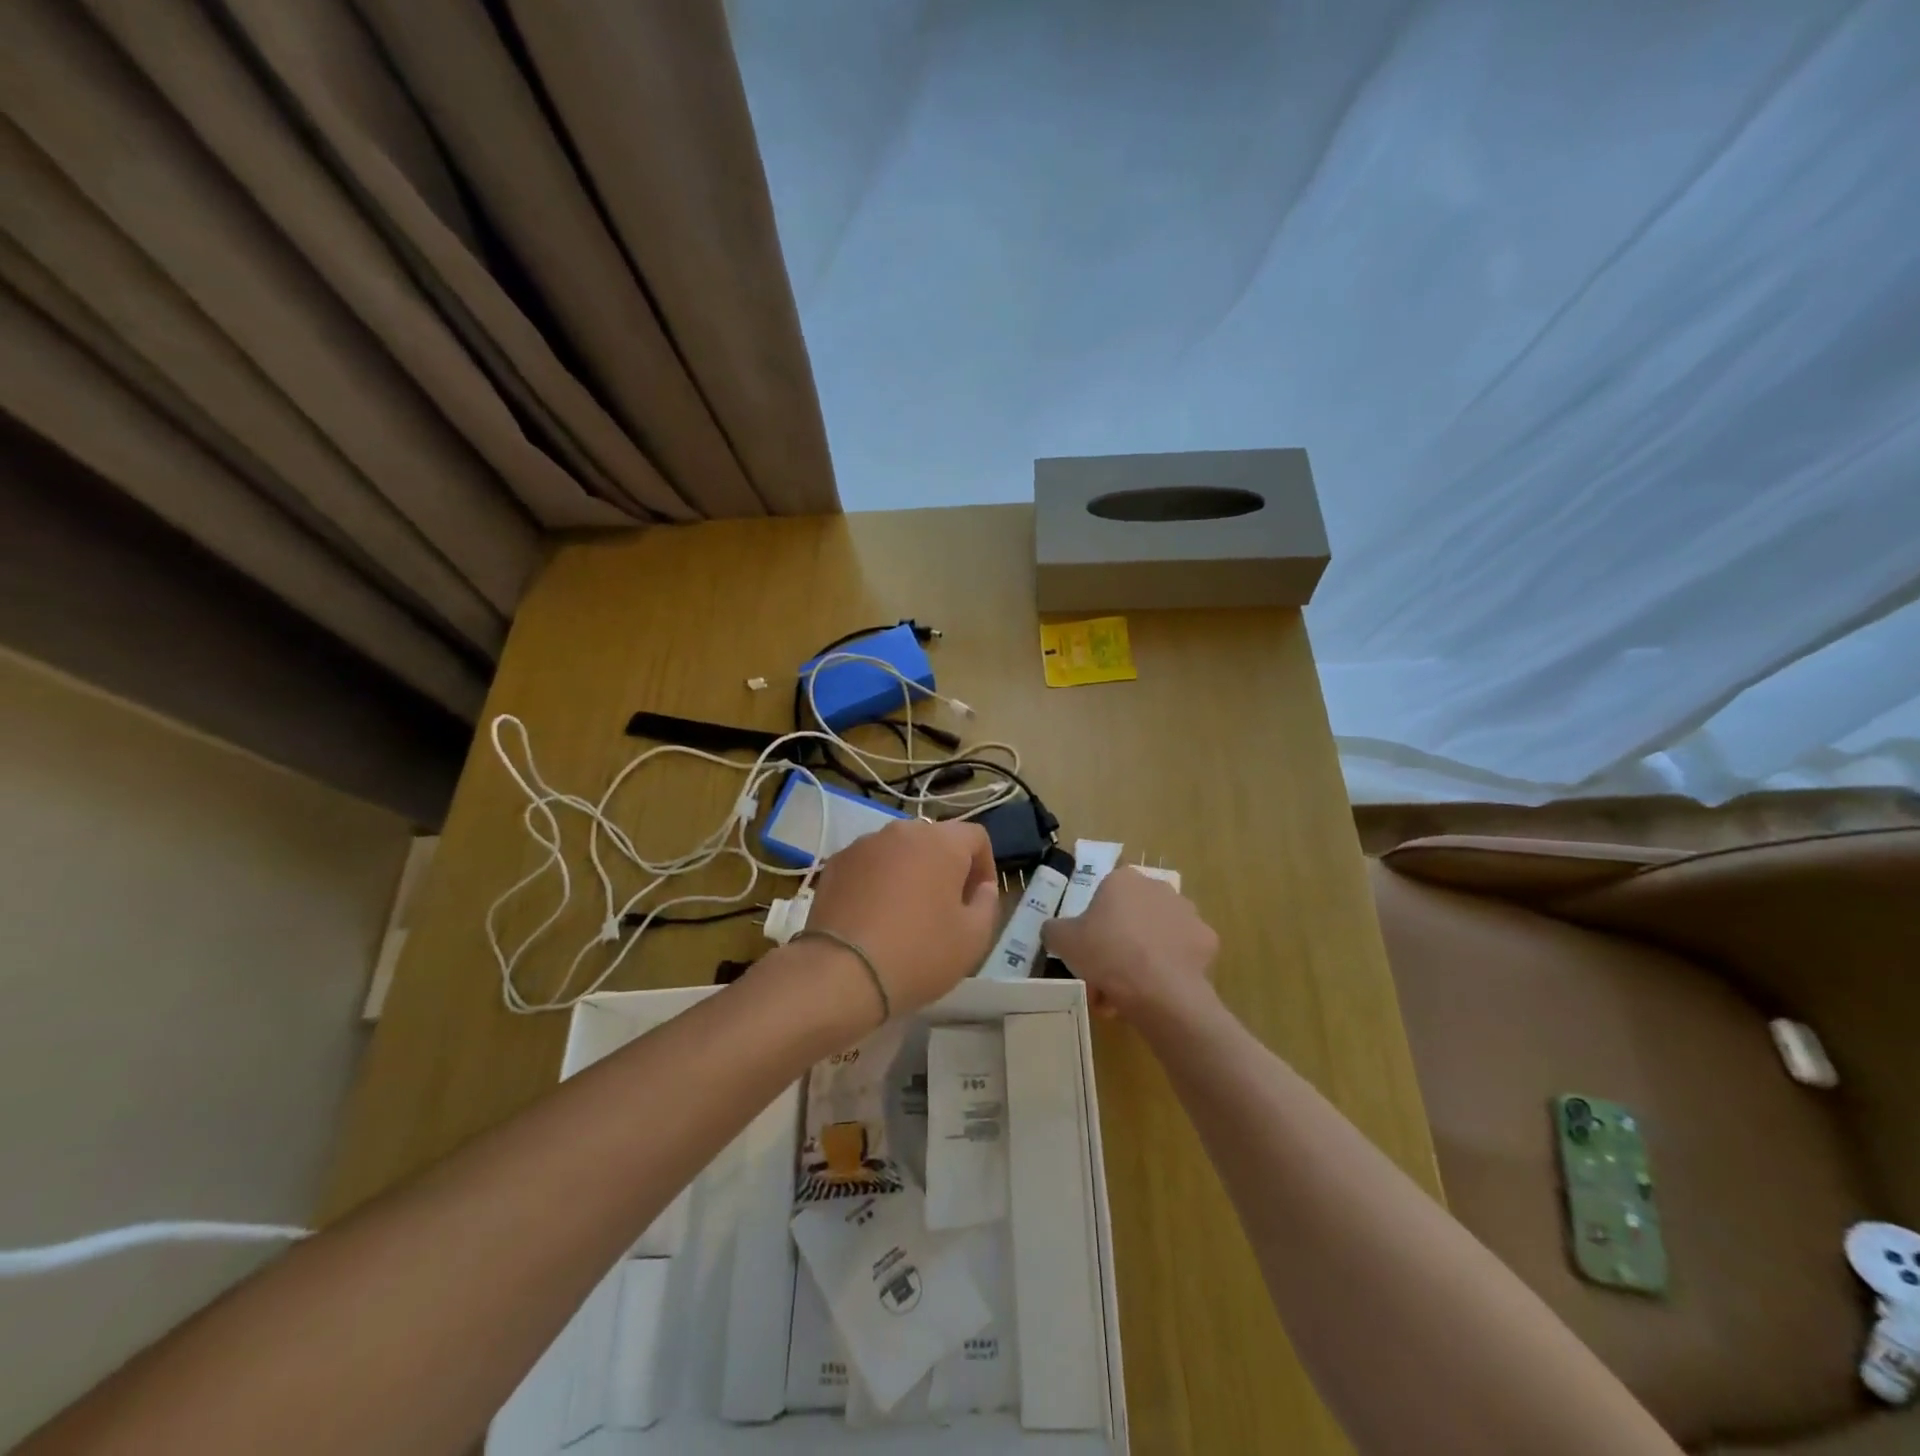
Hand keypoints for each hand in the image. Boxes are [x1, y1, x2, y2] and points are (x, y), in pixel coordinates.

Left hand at [801, 817, 999, 1019]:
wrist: (842, 973)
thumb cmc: (919, 953)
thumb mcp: (974, 938)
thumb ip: (987, 903)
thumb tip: (981, 887)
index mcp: (942, 842)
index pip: (976, 837)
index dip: (984, 866)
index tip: (977, 899)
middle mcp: (902, 831)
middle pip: (935, 840)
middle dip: (945, 867)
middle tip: (945, 907)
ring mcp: (864, 844)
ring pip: (899, 851)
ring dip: (910, 872)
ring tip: (906, 912)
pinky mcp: (835, 863)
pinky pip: (869, 864)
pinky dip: (878, 881)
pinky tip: (873, 916)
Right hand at [1040, 868, 1219, 1024]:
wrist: (1159, 990)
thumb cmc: (1106, 953)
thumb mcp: (1062, 940)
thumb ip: (1054, 930)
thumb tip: (1054, 931)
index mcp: (1123, 880)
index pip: (1103, 899)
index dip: (1092, 929)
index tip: (1087, 955)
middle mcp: (1158, 887)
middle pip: (1130, 919)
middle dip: (1116, 947)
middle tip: (1103, 979)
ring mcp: (1187, 913)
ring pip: (1155, 937)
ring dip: (1140, 960)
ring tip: (1126, 996)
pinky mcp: (1207, 941)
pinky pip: (1180, 956)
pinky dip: (1167, 971)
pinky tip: (1154, 993)